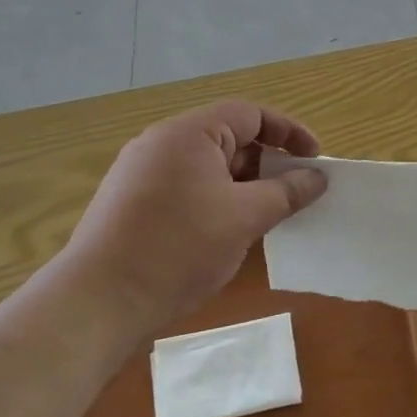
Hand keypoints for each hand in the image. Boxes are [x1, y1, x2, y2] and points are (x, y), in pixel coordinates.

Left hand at [64, 101, 327, 334]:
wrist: (99, 302)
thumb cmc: (179, 249)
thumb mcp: (245, 218)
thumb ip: (287, 192)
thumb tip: (317, 178)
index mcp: (189, 133)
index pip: (251, 114)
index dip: (289, 132)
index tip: (315, 159)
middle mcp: (162, 143)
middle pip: (228, 137)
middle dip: (266, 162)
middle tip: (294, 192)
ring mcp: (141, 172)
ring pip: (208, 165)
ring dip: (242, 184)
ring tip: (265, 215)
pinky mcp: (131, 201)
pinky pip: (186, 186)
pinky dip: (216, 199)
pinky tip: (226, 231)